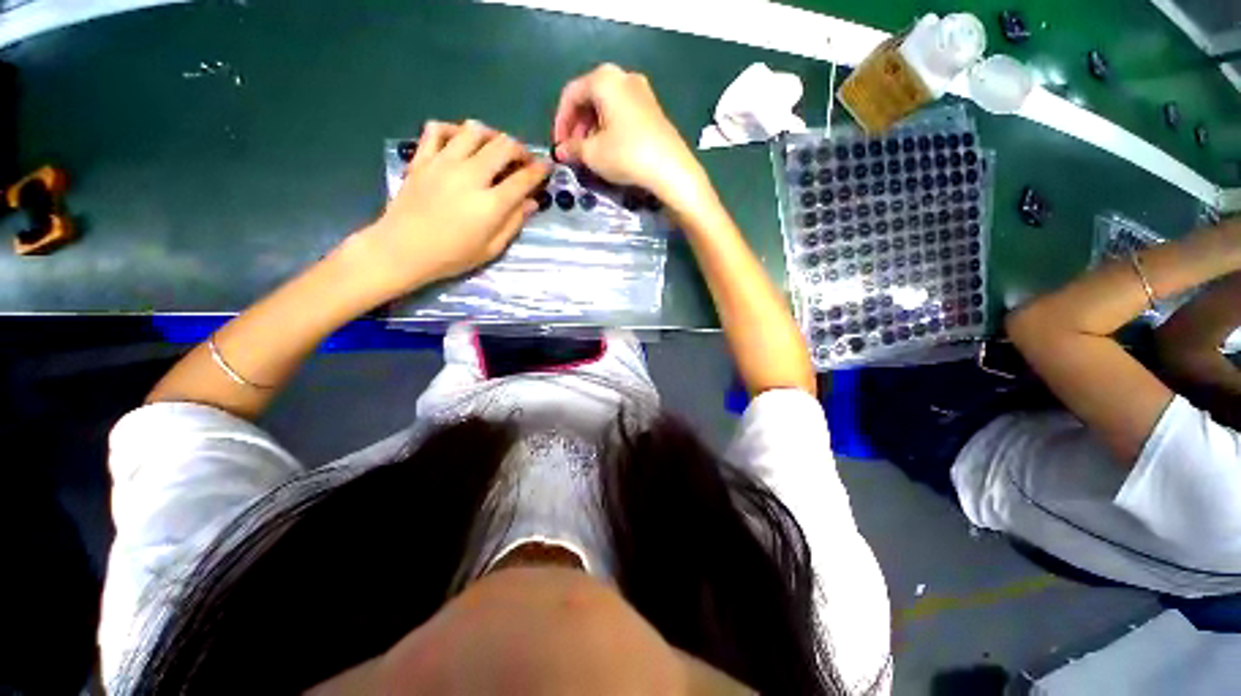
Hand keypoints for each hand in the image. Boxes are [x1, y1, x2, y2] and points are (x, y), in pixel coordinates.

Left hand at [352, 120, 551, 296]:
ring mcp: (444, 163)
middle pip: (503, 146)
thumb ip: (514, 223)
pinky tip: (460, 141)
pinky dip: (453, 130)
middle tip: (523, 160)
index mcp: (491, 203)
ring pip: (473, 130)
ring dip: (491, 135)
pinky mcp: (422, 158)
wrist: (403, 250)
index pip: (523, 178)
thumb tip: (532, 202)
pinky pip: (437, 129)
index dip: (539, 171)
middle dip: (520, 149)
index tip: (546, 168)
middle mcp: (470, 176)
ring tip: (495, 148)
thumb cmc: (452, 256)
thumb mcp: (491, 249)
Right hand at [553, 64, 707, 207]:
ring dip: (592, 130)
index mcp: (605, 79)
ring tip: (589, 155)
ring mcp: (642, 92)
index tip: (558, 146)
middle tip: (573, 151)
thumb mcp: (593, 154)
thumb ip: (572, 149)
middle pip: (590, 98)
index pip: (571, 94)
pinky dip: (609, 130)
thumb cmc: (626, 155)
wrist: (670, 169)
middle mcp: (623, 77)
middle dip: (577, 126)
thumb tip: (561, 151)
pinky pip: (622, 114)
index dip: (560, 121)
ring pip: (606, 107)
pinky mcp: (653, 110)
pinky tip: (609, 151)